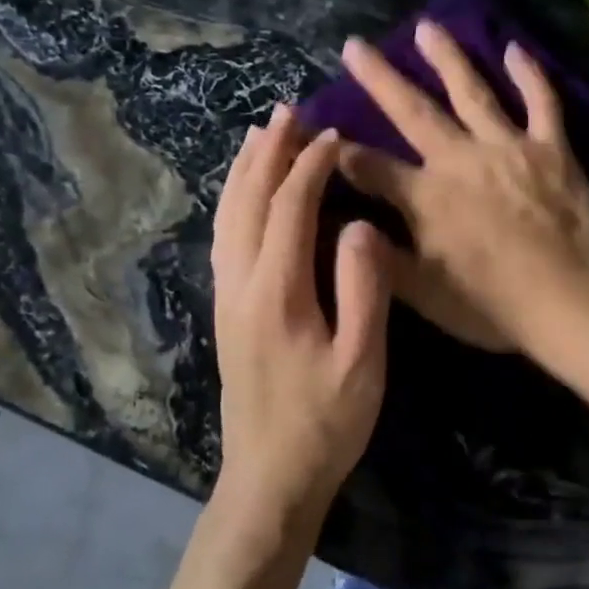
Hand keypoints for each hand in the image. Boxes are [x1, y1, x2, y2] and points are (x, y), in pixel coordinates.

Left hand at [210, 105, 392, 539]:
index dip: (310, 165)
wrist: (269, 477)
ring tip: (261, 135)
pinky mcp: (225, 309)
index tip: (332, 134)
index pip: (289, 207)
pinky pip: (224, 235)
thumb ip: (363, 288)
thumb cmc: (325, 421)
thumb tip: (357, 224)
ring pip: (228, 215)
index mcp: (277, 290)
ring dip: (245, 170)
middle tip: (288, 111)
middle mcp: (240, 283)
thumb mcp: (361, 361)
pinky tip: (245, 192)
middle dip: (269, 152)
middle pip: (248, 200)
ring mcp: (226, 296)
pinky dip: (235, 199)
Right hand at [336, 20, 588, 355]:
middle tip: (356, 45)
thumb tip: (339, 223)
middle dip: (379, 77)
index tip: (320, 130)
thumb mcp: (425, 294)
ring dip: (447, 57)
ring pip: (472, 91)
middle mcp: (460, 159)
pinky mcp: (552, 148)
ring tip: (426, 26)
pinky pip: (541, 102)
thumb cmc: (494, 306)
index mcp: (426, 197)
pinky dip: (529, 74)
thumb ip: (380, 255)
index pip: (370, 166)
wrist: (572, 303)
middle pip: (412, 110)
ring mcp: (508, 147)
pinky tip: (515, 48)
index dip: (340, 149)